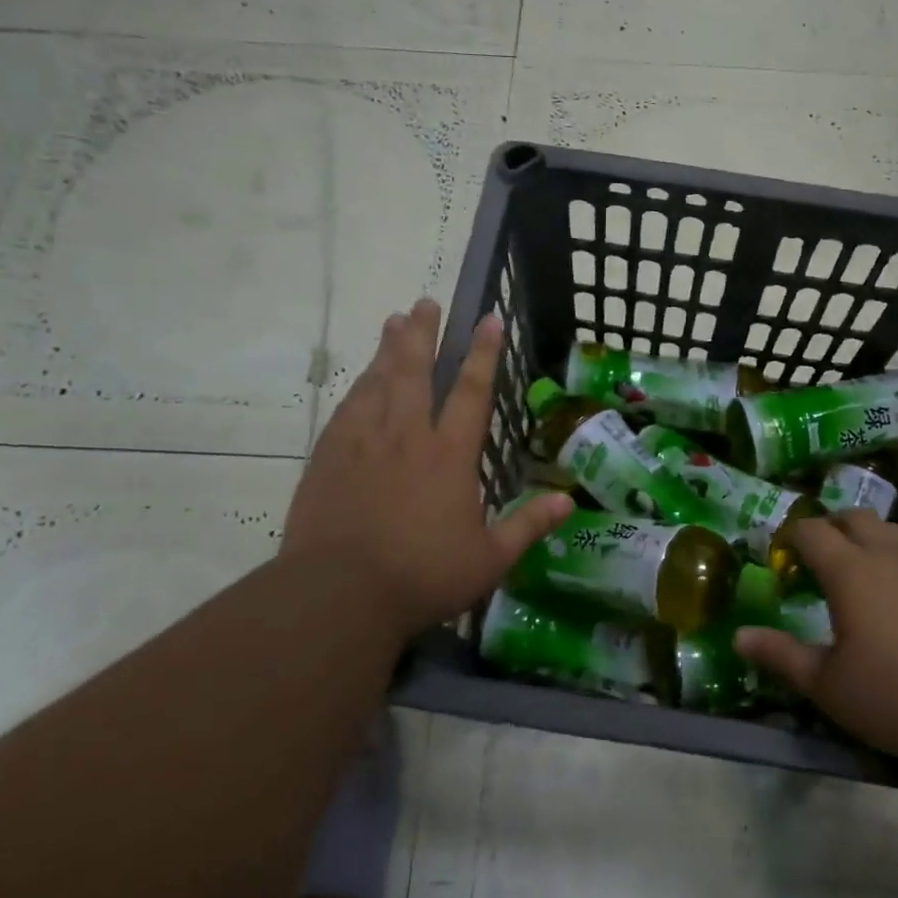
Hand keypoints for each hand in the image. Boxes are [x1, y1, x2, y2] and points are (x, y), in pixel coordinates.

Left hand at [282, 299, 571, 639]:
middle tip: (424, 302)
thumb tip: (569, 501)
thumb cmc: (422, 576)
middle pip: (414, 371)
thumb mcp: (489, 559)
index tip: (487, 318)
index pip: (470, 391)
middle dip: (421, 334)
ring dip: (387, 350)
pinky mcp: (328, 458)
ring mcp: (362, 443)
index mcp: (448, 455)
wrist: (339, 594)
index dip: (482, 353)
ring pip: (377, 383)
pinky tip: (360, 381)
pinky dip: (358, 388)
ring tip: (392, 322)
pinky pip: (346, 410)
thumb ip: (528, 525)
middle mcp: (406, 436)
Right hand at [734, 510, 897, 772]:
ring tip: (862, 572)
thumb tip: (739, 637)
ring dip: (869, 538)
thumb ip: (781, 656)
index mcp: (850, 569)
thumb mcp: (829, 685)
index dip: (792, 537)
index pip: (811, 530)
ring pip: (891, 528)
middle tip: (819, 562)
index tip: (783, 559)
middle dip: (830, 529)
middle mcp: (888, 552)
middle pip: (853, 517)